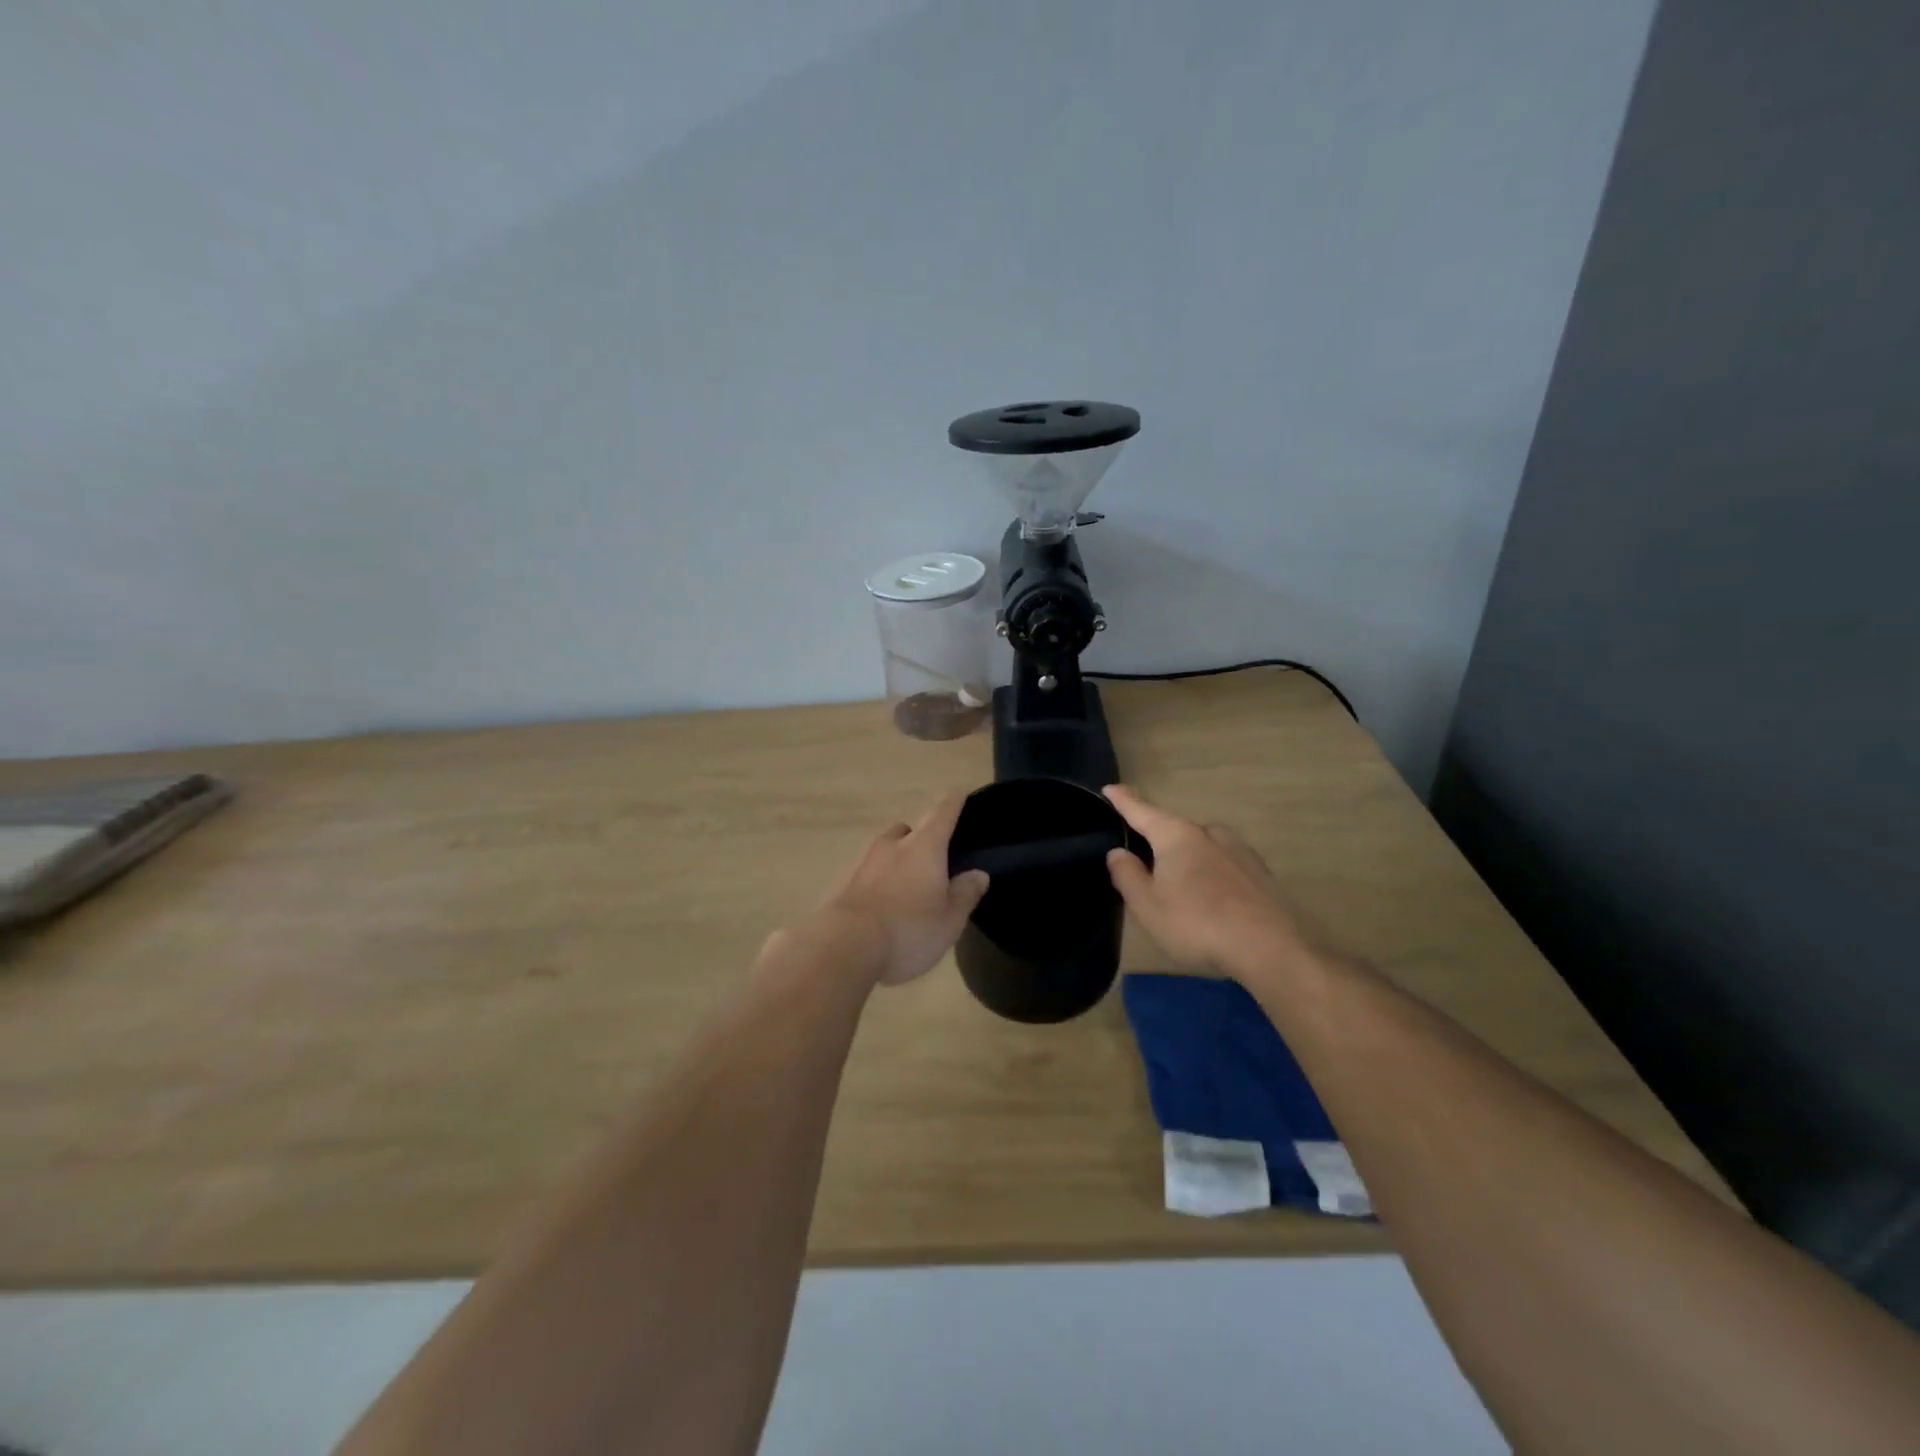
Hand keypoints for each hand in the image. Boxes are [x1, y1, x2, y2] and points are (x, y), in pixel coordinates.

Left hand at [811, 792, 989, 986]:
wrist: (843, 947)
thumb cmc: (908, 930)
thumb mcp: (949, 919)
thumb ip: (965, 893)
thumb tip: (978, 873)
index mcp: (924, 847)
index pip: (942, 814)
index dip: (953, 802)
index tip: (958, 792)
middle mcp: (891, 845)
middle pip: (907, 829)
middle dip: (920, 836)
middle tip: (932, 856)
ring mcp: (861, 862)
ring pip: (883, 849)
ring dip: (895, 859)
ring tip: (904, 885)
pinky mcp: (840, 883)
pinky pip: (864, 873)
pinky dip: (875, 880)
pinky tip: (879, 904)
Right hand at [1103, 784, 1306, 976]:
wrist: (1270, 948)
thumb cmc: (1197, 924)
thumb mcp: (1148, 906)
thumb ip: (1127, 875)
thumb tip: (1118, 852)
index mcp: (1176, 836)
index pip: (1142, 811)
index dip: (1124, 801)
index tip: (1110, 788)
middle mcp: (1208, 832)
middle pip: (1173, 830)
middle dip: (1157, 841)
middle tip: (1144, 864)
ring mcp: (1239, 849)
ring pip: (1201, 847)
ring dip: (1187, 860)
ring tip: (1180, 888)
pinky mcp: (1260, 871)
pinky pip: (1223, 864)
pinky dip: (1210, 873)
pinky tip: (1212, 898)